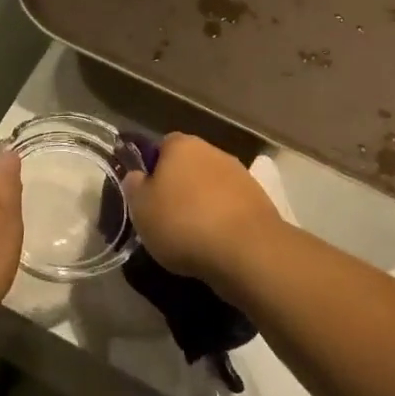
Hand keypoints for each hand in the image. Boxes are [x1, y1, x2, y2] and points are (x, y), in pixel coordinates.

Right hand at [122, 134, 283, 284]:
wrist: (246, 250)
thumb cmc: (183, 223)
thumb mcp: (140, 208)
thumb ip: (134, 186)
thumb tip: (137, 176)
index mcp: (181, 145)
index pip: (161, 147)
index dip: (152, 170)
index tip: (147, 196)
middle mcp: (213, 151)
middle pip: (188, 166)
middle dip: (179, 187)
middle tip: (166, 218)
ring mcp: (240, 175)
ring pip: (211, 186)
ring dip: (202, 204)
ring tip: (192, 236)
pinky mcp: (259, 201)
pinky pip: (230, 207)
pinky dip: (222, 220)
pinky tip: (215, 243)